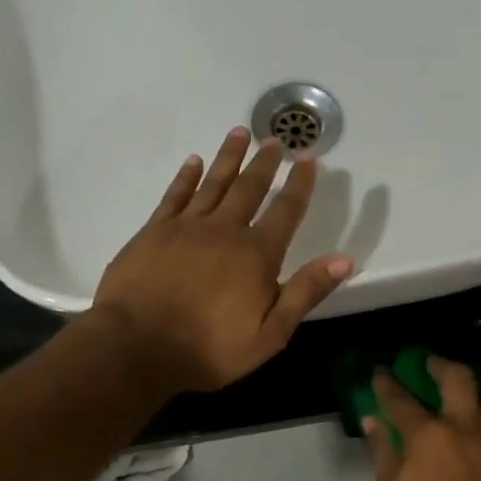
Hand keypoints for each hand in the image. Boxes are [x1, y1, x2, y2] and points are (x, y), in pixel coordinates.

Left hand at [91, 127, 352, 393]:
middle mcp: (224, 230)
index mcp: (256, 255)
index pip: (285, 211)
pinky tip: (194, 161)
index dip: (299, 184)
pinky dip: (187, 176)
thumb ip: (305, 293)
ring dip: (229, 157)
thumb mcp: (269, 334)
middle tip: (275, 140)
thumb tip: (343, 259)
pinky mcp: (154, 231)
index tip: (307, 158)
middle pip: (249, 188)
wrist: (137, 345)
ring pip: (213, 182)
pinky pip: (175, 195)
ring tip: (241, 132)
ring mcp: (186, 227)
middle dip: (265, 163)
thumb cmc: (208, 349)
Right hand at [365, 358, 480, 480]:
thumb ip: (383, 451)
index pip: (400, 398)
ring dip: (469, 389)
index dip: (386, 382)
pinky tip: (477, 425)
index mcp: (427, 435)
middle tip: (428, 364)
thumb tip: (373, 420)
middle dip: (439, 364)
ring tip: (457, 394)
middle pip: (457, 377)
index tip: (379, 371)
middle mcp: (463, 427)